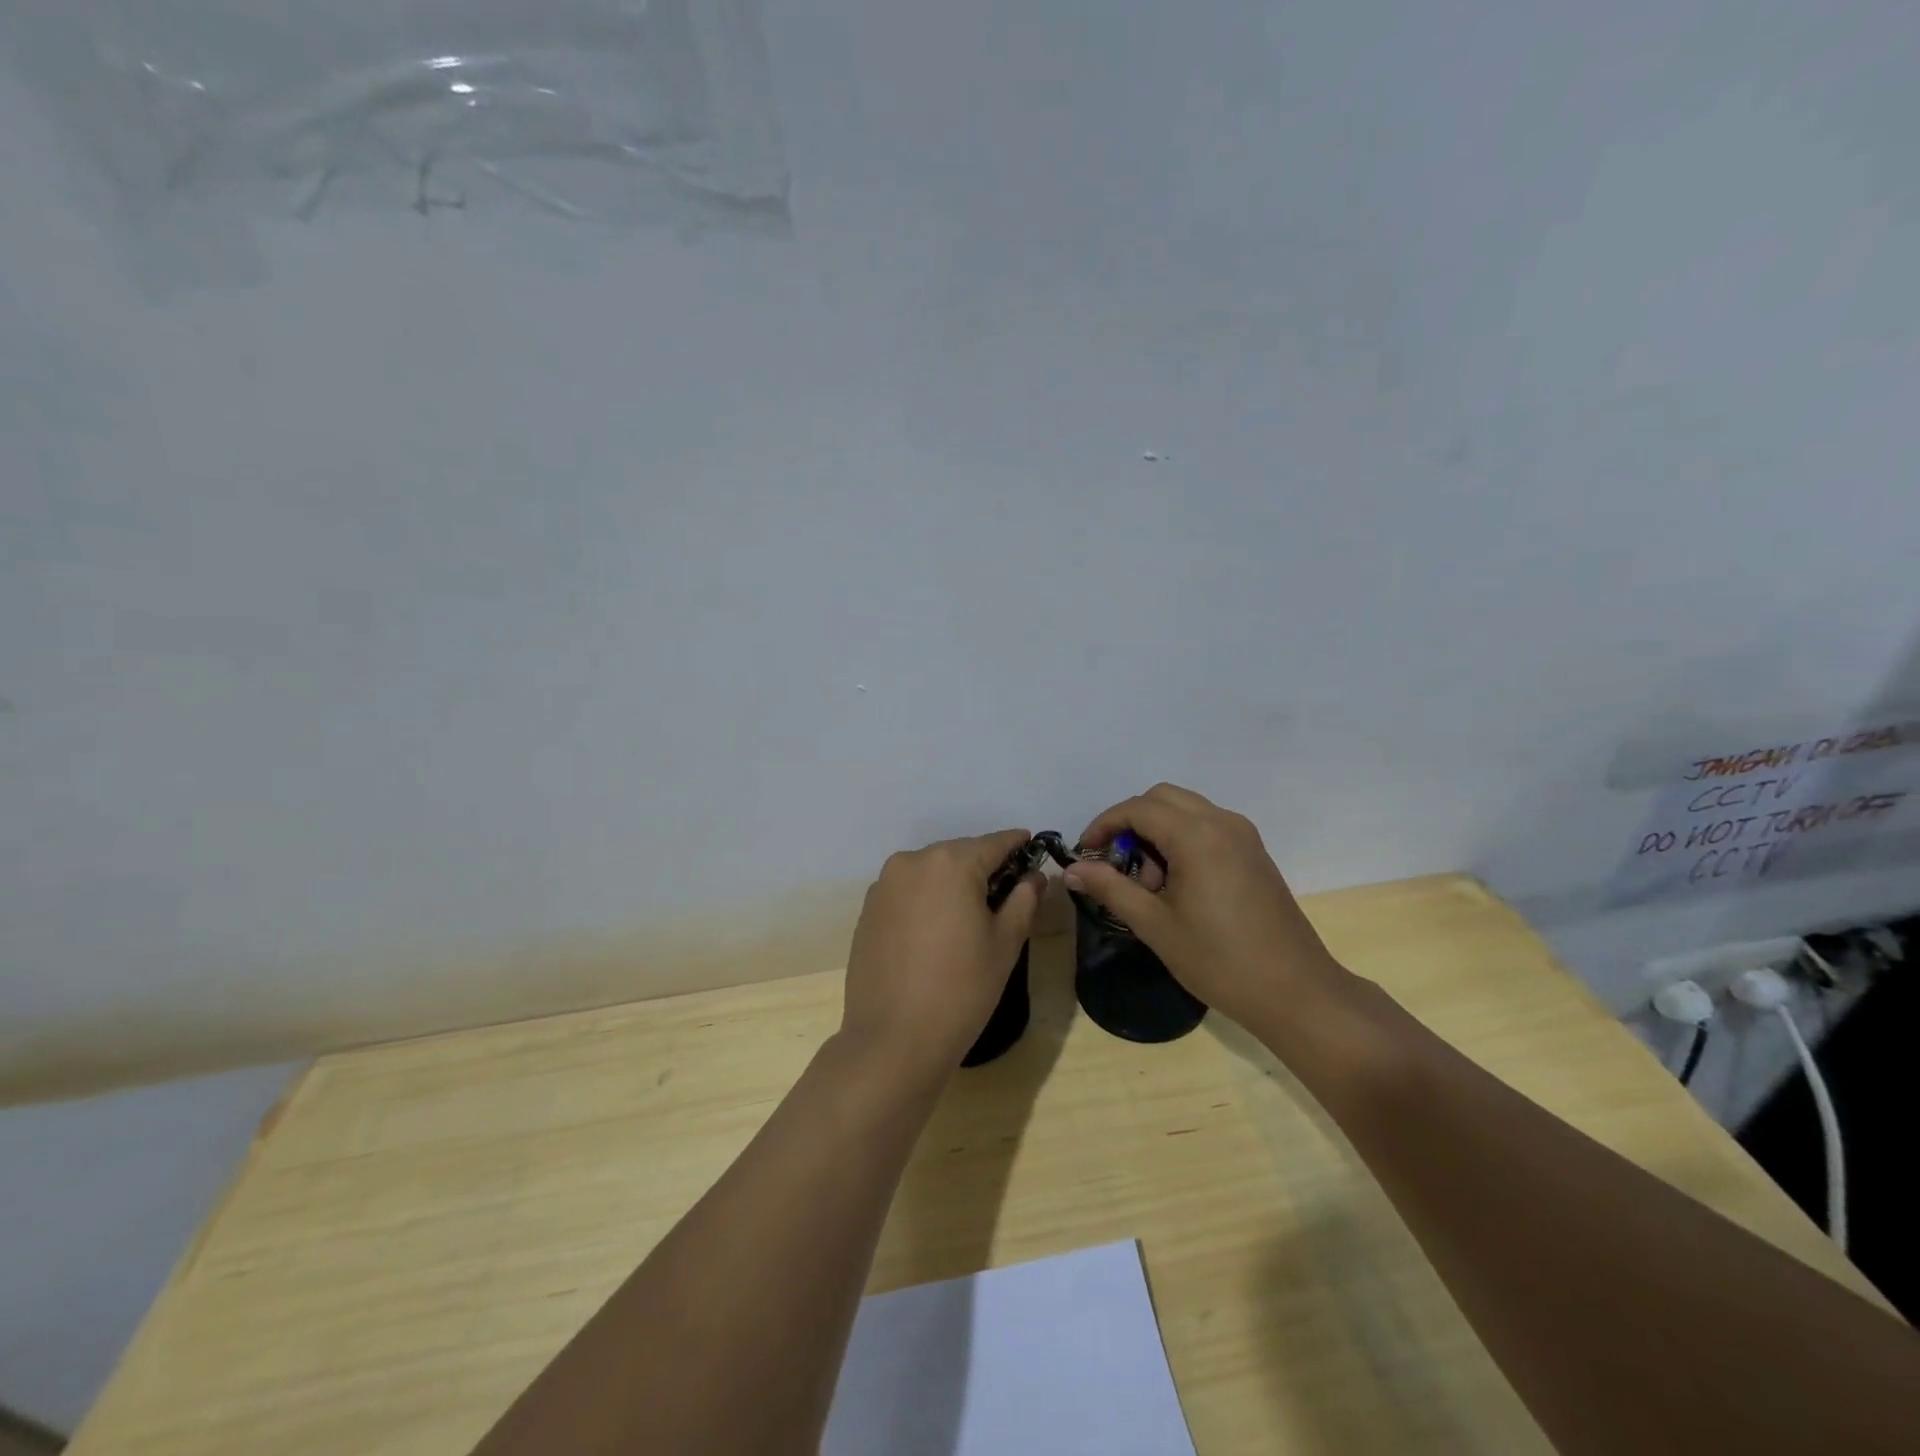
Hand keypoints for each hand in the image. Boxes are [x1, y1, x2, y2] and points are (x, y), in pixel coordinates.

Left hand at [841, 830, 1043, 1074]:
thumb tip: (1033, 876)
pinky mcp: (867, 909)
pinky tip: (936, 930)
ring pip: (930, 872)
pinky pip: (907, 891)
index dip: (1016, 844)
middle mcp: (912, 861)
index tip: (1031, 846)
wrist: (893, 1040)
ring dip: (952, 882)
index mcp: (950, 863)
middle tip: (1006, 890)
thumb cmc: (962, 989)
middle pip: (959, 854)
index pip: (993, 843)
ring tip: (970, 913)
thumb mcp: (1005, 943)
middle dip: (983, 866)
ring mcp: (884, 885)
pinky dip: (926, 899)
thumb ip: (1024, 899)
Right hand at [1063, 784, 1343, 1031]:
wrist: (1295, 992)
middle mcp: (1222, 822)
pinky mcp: (1254, 853)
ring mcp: (1244, 836)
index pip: (1137, 808)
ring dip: (1157, 831)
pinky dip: (1182, 839)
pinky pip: (1207, 826)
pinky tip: (1177, 884)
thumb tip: (1072, 870)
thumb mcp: (1155, 925)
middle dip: (1131, 823)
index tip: (1086, 853)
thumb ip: (1110, 888)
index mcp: (1197, 835)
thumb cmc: (1219, 960)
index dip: (1104, 825)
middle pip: (1162, 798)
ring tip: (1148, 883)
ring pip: (1186, 810)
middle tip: (1116, 865)